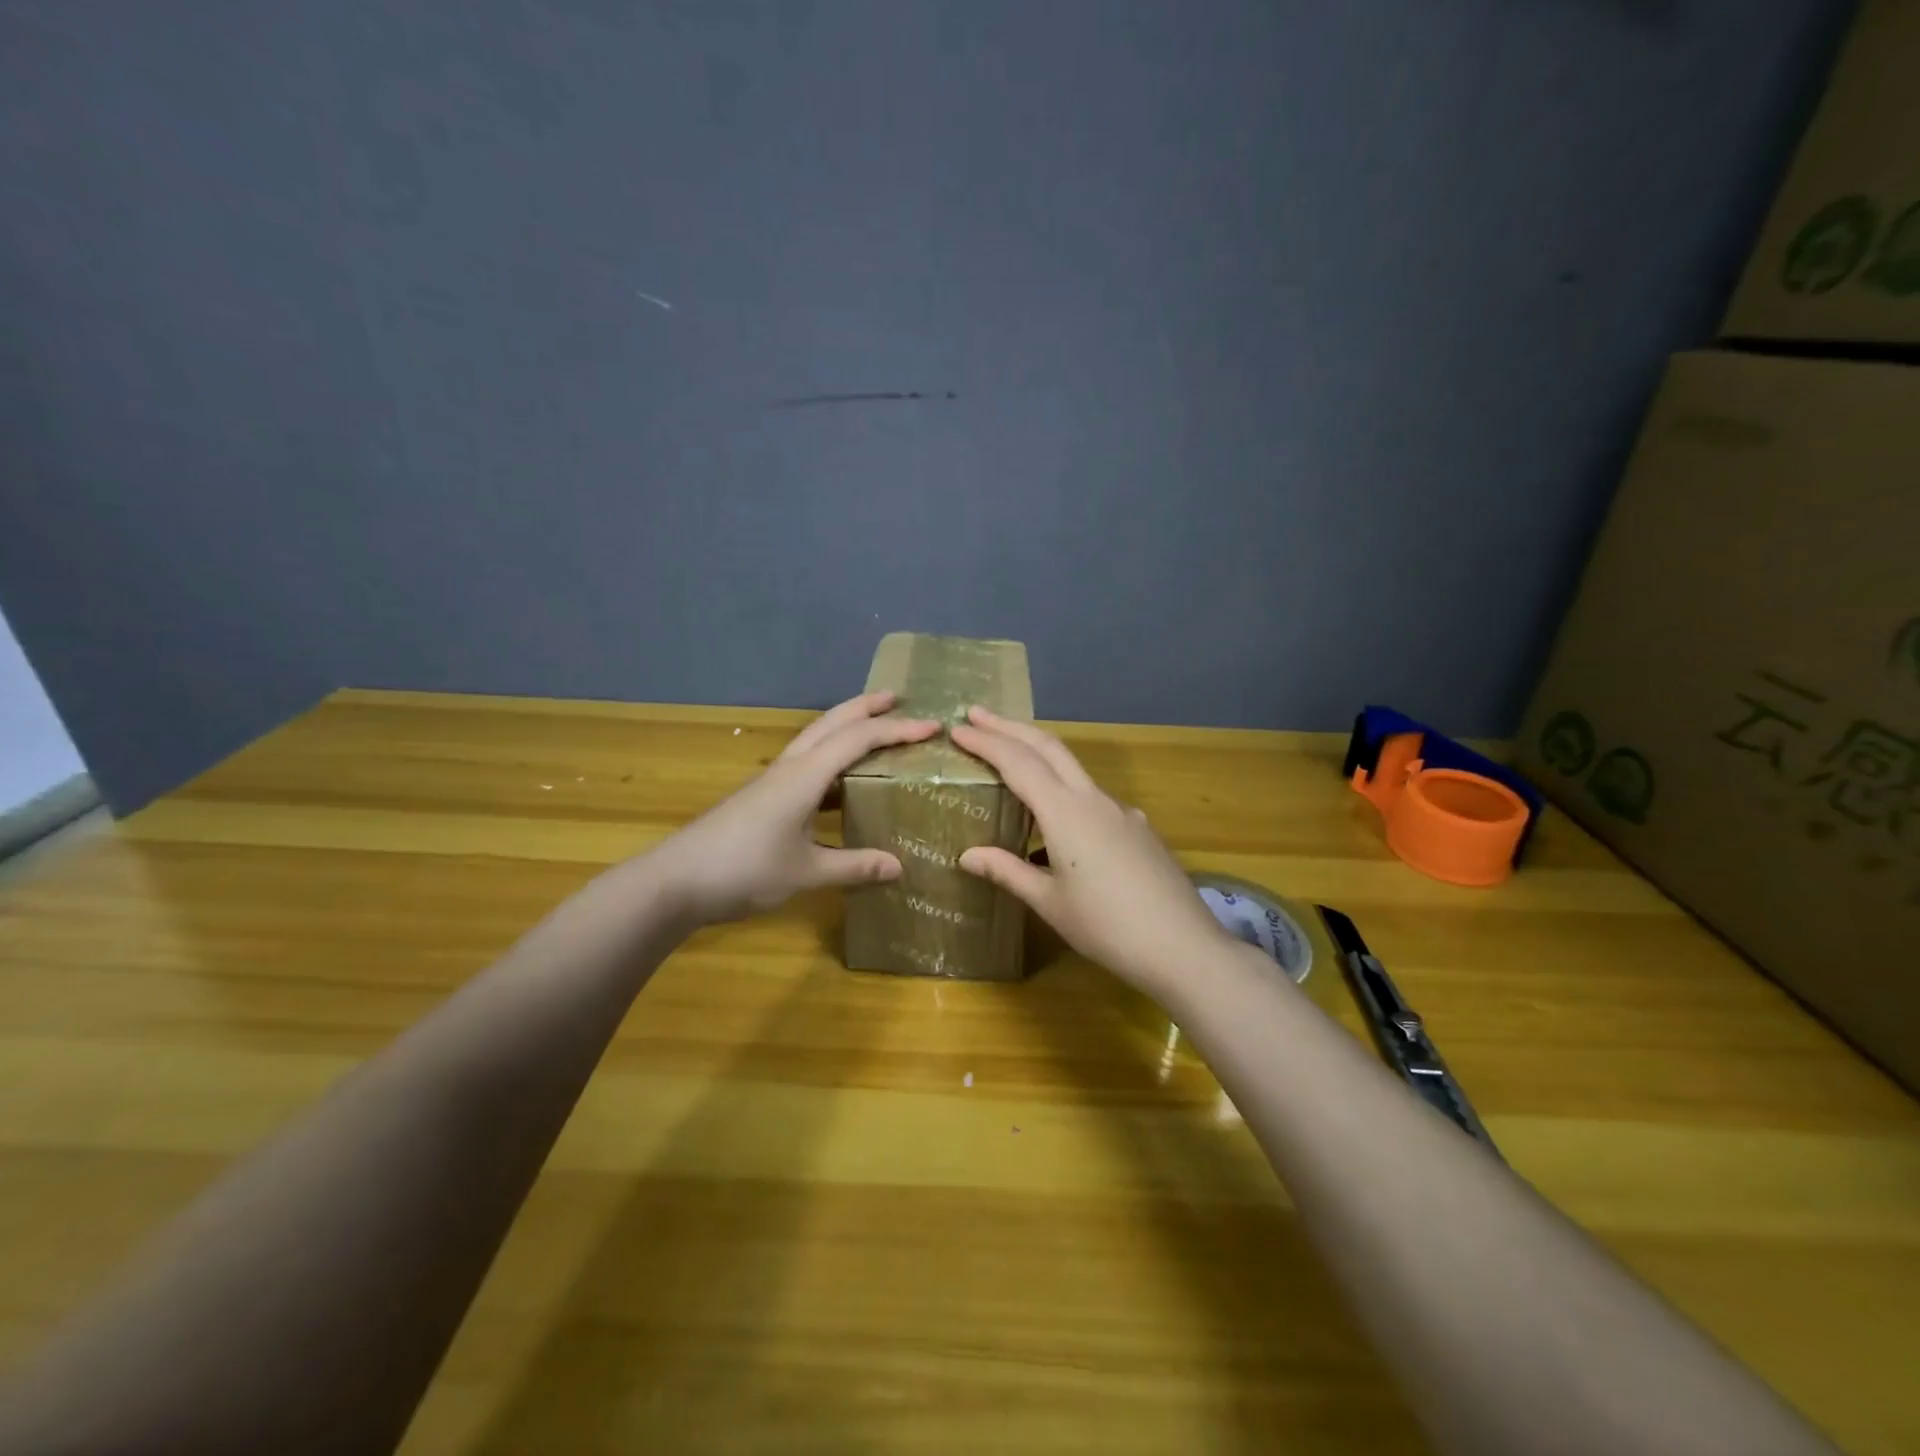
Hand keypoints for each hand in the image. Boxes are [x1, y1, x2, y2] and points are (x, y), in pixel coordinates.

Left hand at [649, 692, 939, 923]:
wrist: (674, 882)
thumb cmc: (742, 870)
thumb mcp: (804, 873)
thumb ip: (853, 866)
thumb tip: (899, 866)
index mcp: (804, 776)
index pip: (858, 740)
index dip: (897, 730)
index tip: (933, 726)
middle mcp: (789, 768)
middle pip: (832, 724)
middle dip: (865, 707)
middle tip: (897, 698)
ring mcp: (772, 781)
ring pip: (815, 740)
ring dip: (846, 728)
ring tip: (875, 730)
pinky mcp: (762, 798)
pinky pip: (806, 765)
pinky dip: (832, 760)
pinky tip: (841, 783)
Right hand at [951, 706, 1240, 994]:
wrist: (1183, 947)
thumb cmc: (1107, 927)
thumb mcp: (1050, 903)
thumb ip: (1008, 871)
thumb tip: (967, 855)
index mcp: (1066, 813)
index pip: (1018, 763)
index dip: (986, 742)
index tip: (958, 728)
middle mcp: (1094, 799)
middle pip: (1049, 747)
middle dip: (1011, 727)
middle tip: (977, 714)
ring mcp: (1121, 811)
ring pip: (1072, 767)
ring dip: (1037, 751)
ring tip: (1008, 754)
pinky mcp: (1138, 828)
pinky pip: (1091, 795)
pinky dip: (1063, 786)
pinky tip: (1056, 818)